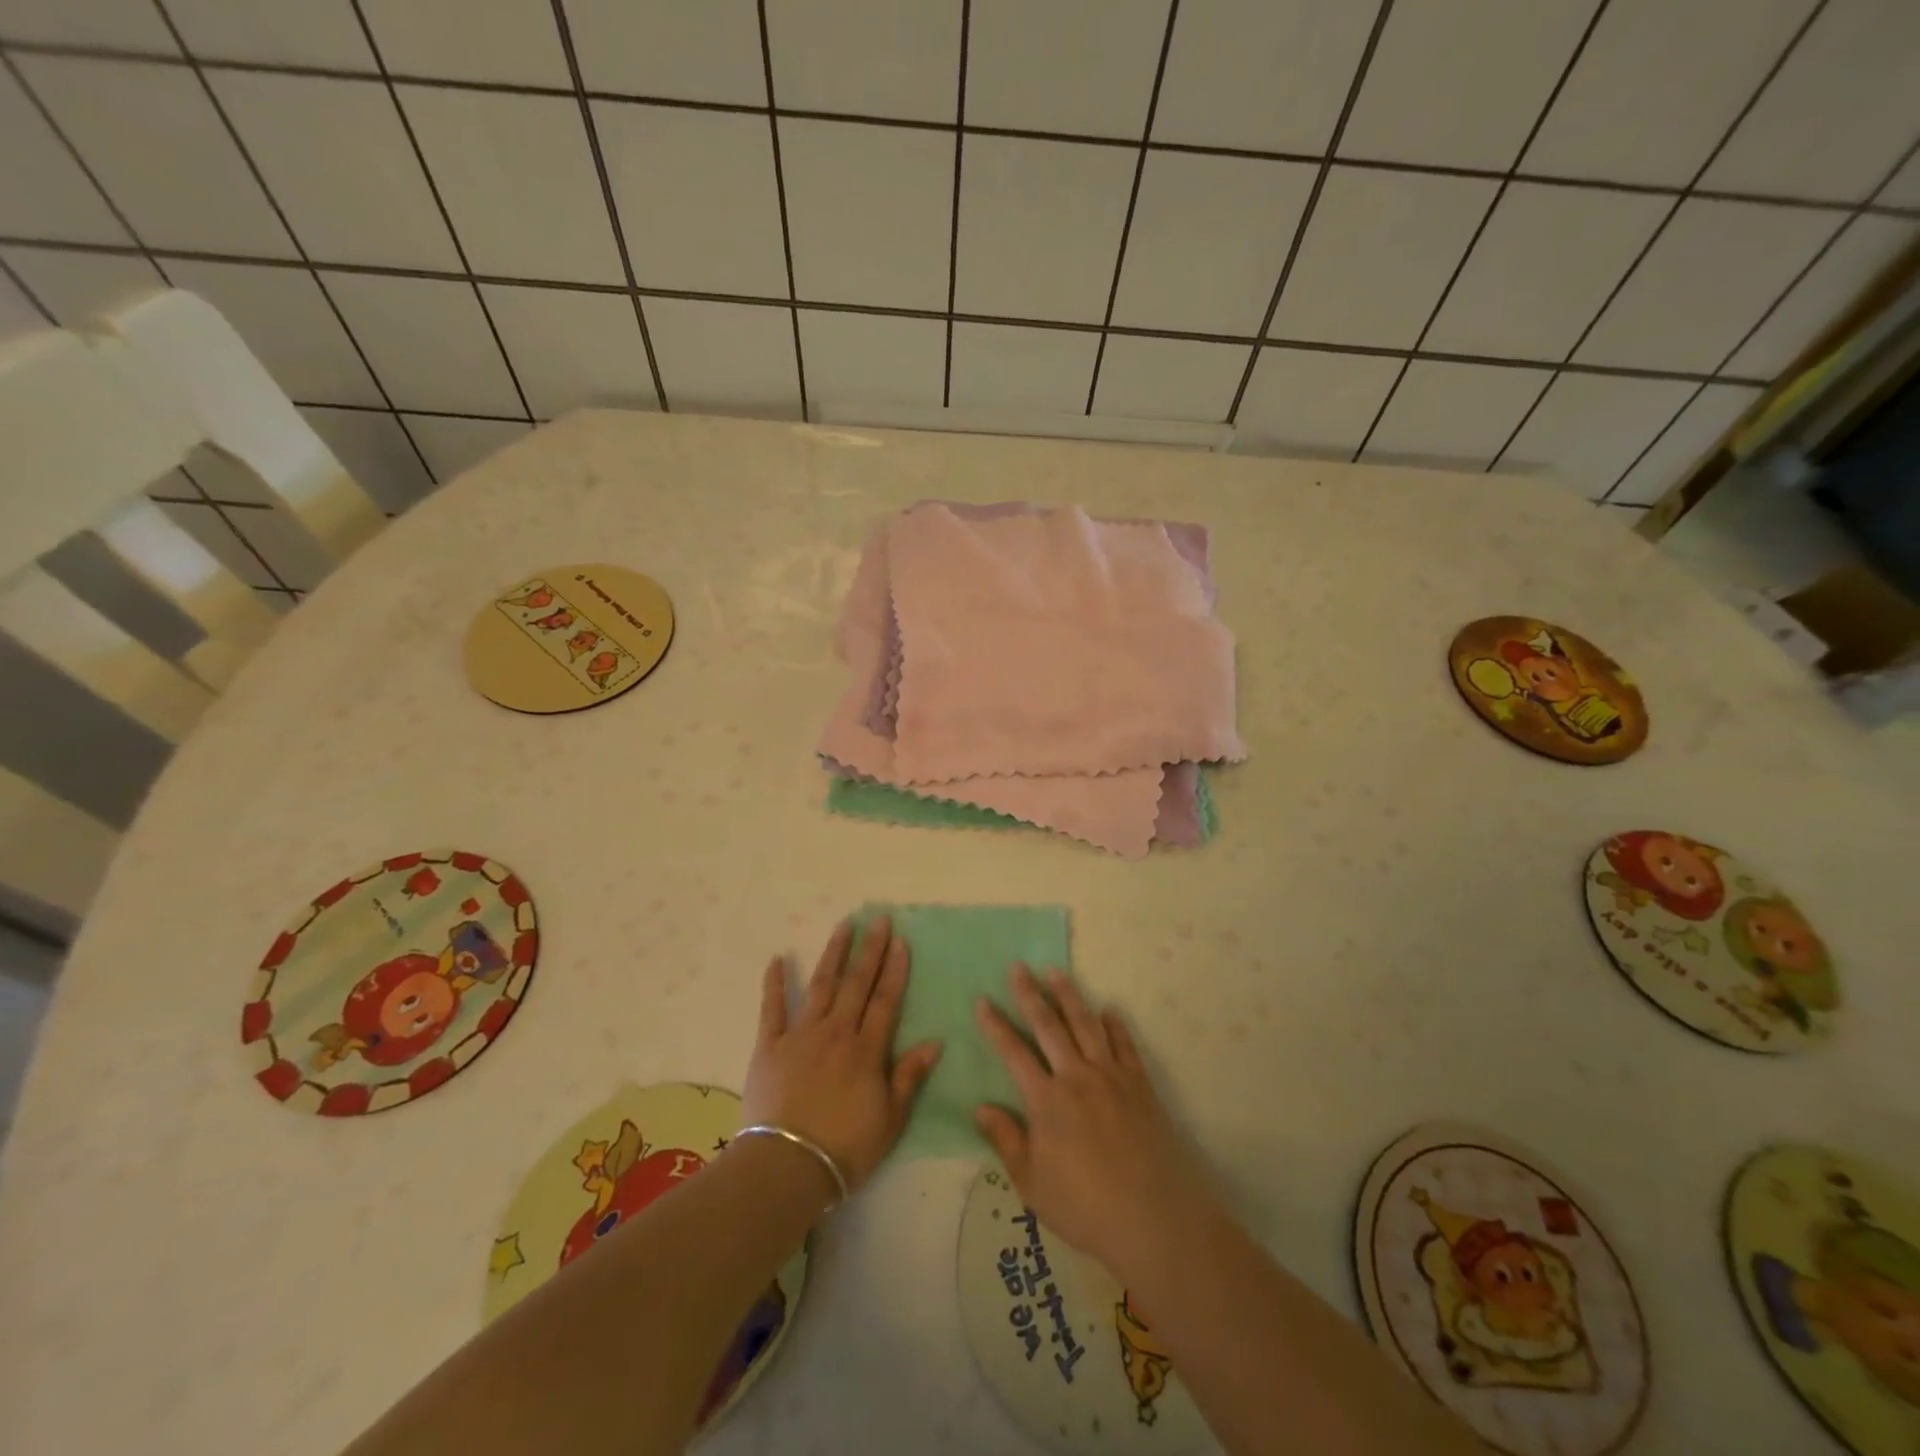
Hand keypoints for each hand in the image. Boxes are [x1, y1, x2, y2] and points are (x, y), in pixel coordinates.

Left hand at [744, 917, 941, 1194]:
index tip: (900, 940)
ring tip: (843, 926)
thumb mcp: (890, 1120)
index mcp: (866, 1050)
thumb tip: (935, 1042)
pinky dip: (774, 983)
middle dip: (870, 950)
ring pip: (820, 985)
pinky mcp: (769, 1046)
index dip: (894, 969)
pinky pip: (771, 1008)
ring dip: (833, 954)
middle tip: (878, 918)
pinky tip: (777, 959)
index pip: (885, 1000)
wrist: (786, 1167)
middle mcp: (835, 1032)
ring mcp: (800, 1035)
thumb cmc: (845, 1149)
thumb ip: (909, 1077)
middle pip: (856, 983)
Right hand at [975, 965, 1220, 1281]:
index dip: (995, 1025)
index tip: (982, 1000)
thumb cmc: (1086, 1208)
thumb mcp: (1032, 1184)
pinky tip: (1108, 1011)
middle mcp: (1077, 1077)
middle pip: (1049, 1025)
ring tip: (1055, 971)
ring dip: (1069, 995)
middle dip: (1030, 994)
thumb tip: (980, 1107)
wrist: (1155, 1219)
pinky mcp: (1140, 1085)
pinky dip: (1115, 1024)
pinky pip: (1125, 1044)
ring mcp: (1111, 1077)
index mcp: (1046, 1100)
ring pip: (1086, 1024)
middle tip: (1018, 966)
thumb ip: (1006, 1140)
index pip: (1014, 1052)